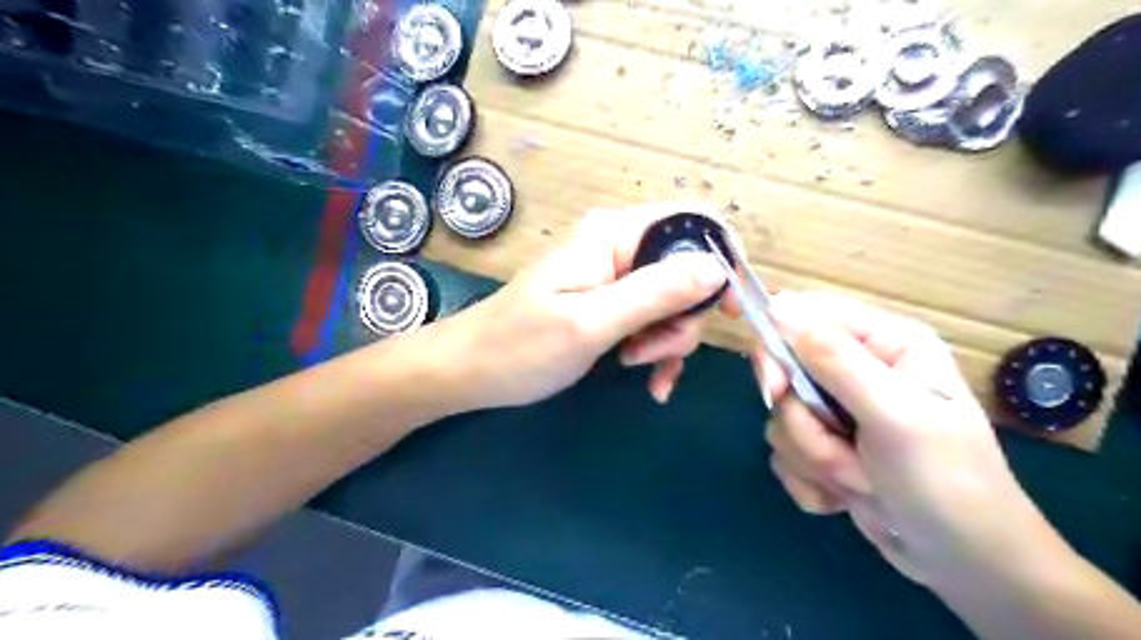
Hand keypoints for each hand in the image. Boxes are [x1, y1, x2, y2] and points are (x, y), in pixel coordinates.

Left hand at [438, 202, 740, 408]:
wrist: (472, 372)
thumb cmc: (521, 346)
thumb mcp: (591, 323)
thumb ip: (655, 293)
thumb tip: (717, 269)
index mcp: (613, 235)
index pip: (691, 221)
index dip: (721, 258)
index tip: (729, 310)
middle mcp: (618, 247)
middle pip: (687, 268)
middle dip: (684, 317)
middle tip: (653, 353)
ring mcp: (613, 277)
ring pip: (673, 300)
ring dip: (668, 340)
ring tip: (638, 368)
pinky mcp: (609, 304)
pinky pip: (652, 319)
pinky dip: (657, 349)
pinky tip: (649, 381)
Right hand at [756, 293, 1059, 586]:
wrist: (967, 566)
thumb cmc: (947, 483)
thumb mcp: (895, 416)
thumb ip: (836, 360)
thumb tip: (780, 307)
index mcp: (884, 343)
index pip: (804, 316)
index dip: (778, 347)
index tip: (775, 389)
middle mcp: (857, 369)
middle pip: (784, 372)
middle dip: (805, 422)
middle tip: (835, 447)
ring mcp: (838, 410)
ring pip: (782, 418)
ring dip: (815, 457)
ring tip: (863, 480)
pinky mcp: (824, 447)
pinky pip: (785, 452)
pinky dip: (811, 481)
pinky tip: (847, 497)